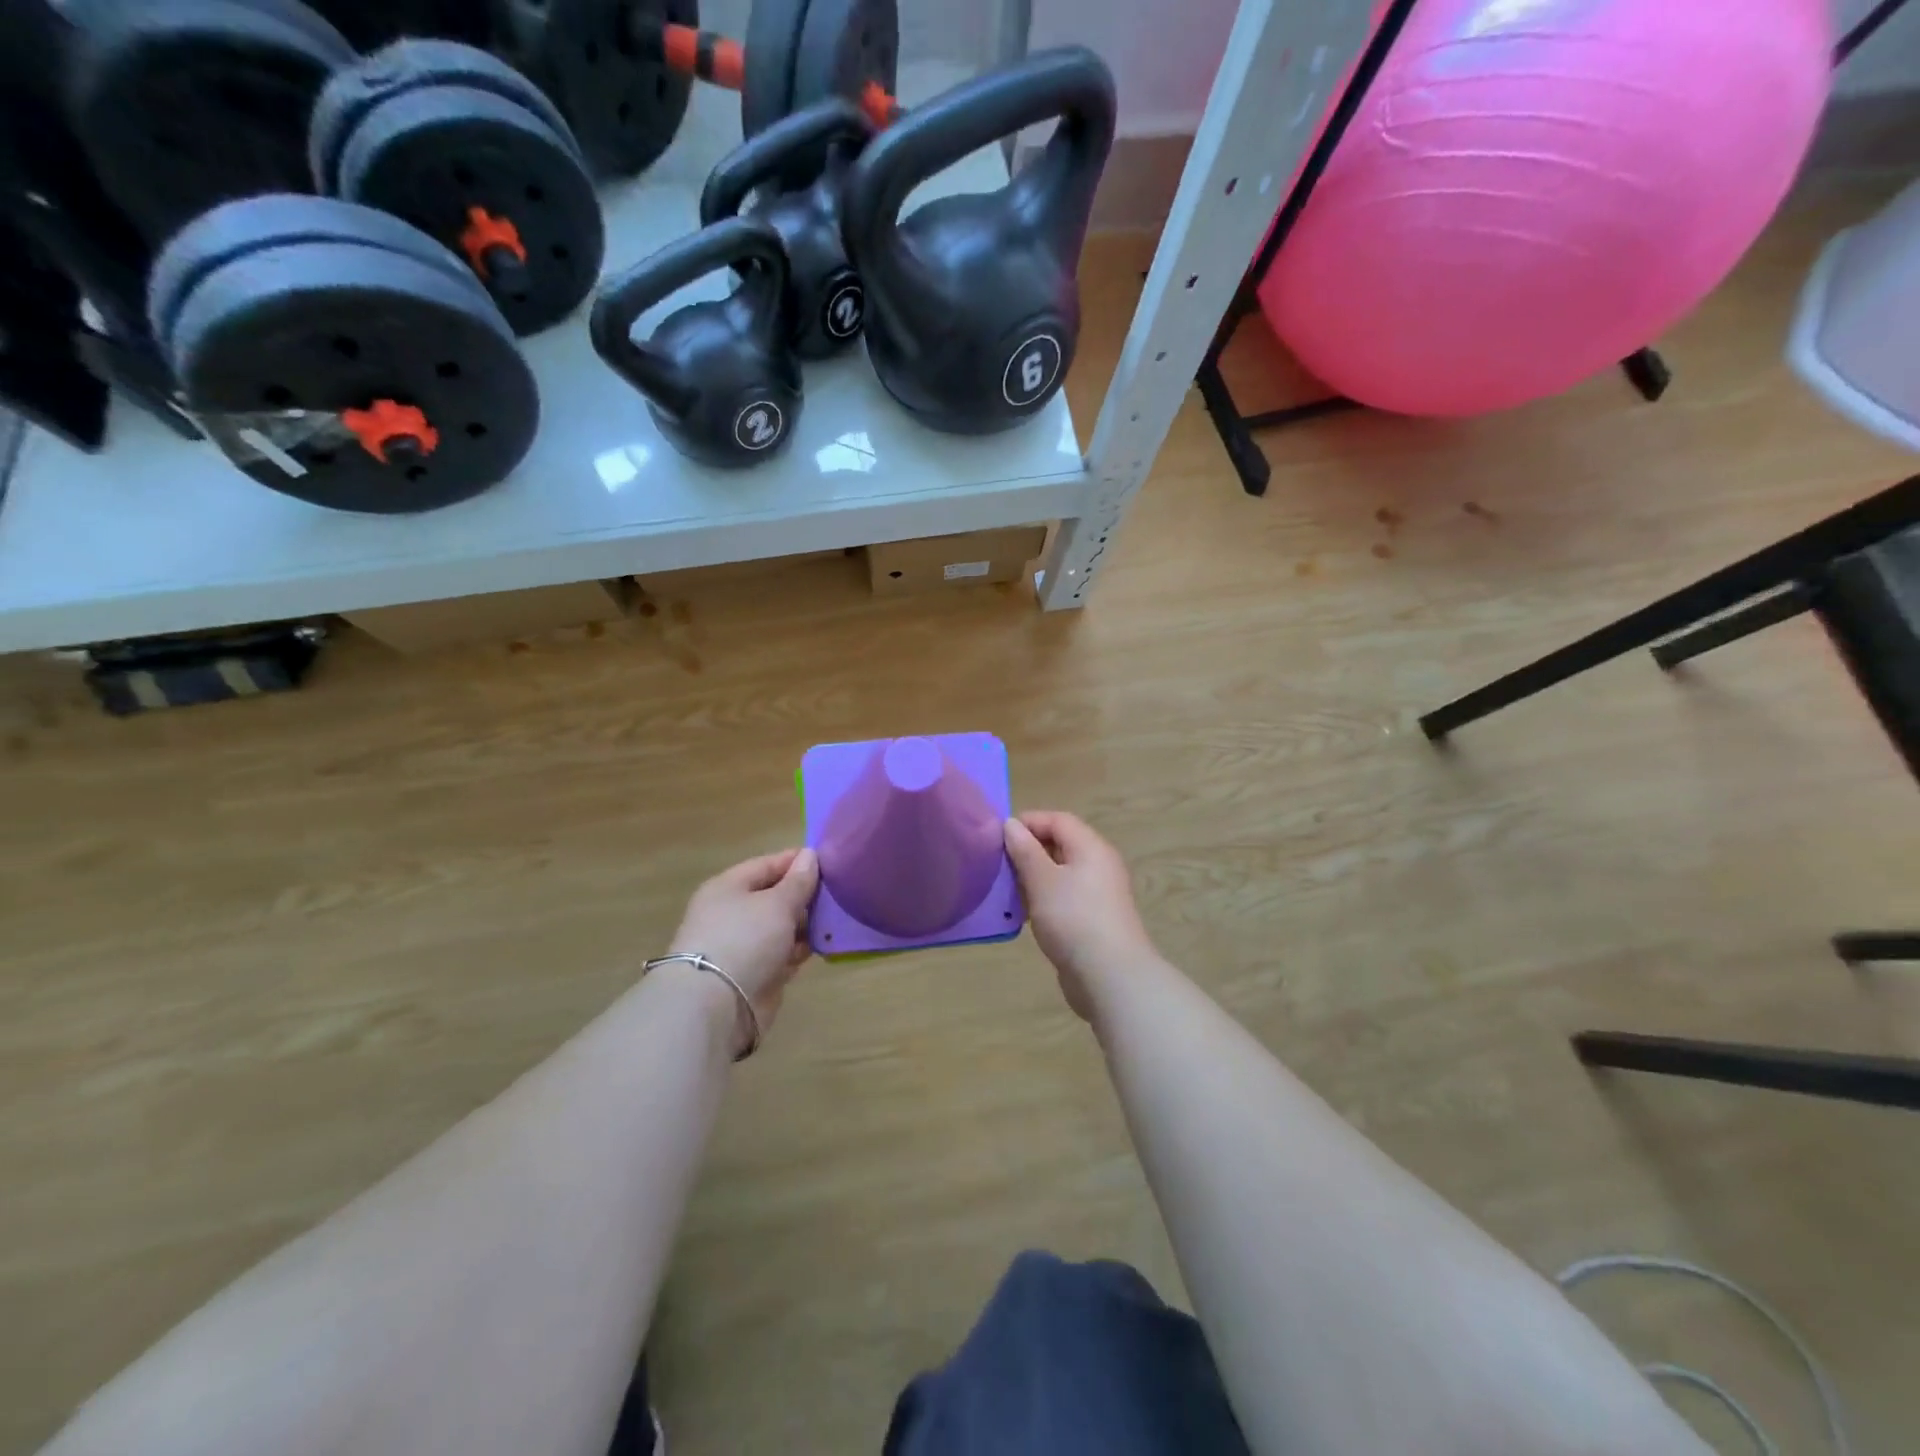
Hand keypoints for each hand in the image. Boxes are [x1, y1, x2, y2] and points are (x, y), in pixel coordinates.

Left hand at [668, 847, 818, 1051]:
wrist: (716, 1006)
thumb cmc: (745, 939)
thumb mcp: (777, 903)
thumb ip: (798, 881)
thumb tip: (809, 855)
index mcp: (728, 888)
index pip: (766, 865)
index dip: (796, 861)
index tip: (828, 861)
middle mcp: (732, 914)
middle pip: (774, 897)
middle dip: (804, 896)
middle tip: (838, 894)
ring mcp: (742, 946)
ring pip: (781, 927)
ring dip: (806, 926)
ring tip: (835, 921)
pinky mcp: (754, 973)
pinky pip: (782, 954)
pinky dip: (799, 951)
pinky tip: (822, 947)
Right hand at [1003, 811, 1157, 1022]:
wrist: (1110, 976)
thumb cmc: (1073, 918)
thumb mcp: (1042, 880)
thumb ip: (1025, 850)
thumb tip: (1012, 824)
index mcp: (1091, 848)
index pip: (1059, 819)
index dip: (1029, 822)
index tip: (998, 836)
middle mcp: (1099, 865)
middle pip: (1061, 845)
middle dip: (1029, 850)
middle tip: (1000, 864)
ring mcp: (1098, 894)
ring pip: (1061, 874)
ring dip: (1034, 878)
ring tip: (1008, 891)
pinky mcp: (1094, 920)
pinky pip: (1065, 898)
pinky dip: (1044, 900)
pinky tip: (1025, 916)